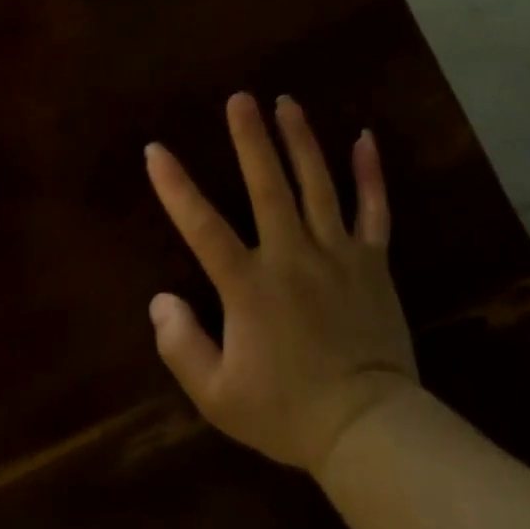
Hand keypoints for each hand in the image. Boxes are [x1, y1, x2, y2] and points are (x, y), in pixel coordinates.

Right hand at [145, 93, 417, 476]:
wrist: (369, 431)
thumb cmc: (288, 412)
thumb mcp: (219, 398)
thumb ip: (182, 347)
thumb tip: (159, 299)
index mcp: (251, 286)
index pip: (204, 228)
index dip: (176, 188)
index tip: (155, 149)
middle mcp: (293, 256)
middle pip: (269, 187)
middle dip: (252, 139)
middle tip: (241, 97)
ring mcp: (337, 253)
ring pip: (318, 185)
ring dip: (301, 140)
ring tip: (287, 102)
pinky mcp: (372, 261)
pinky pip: (374, 210)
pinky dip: (370, 173)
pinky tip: (365, 137)